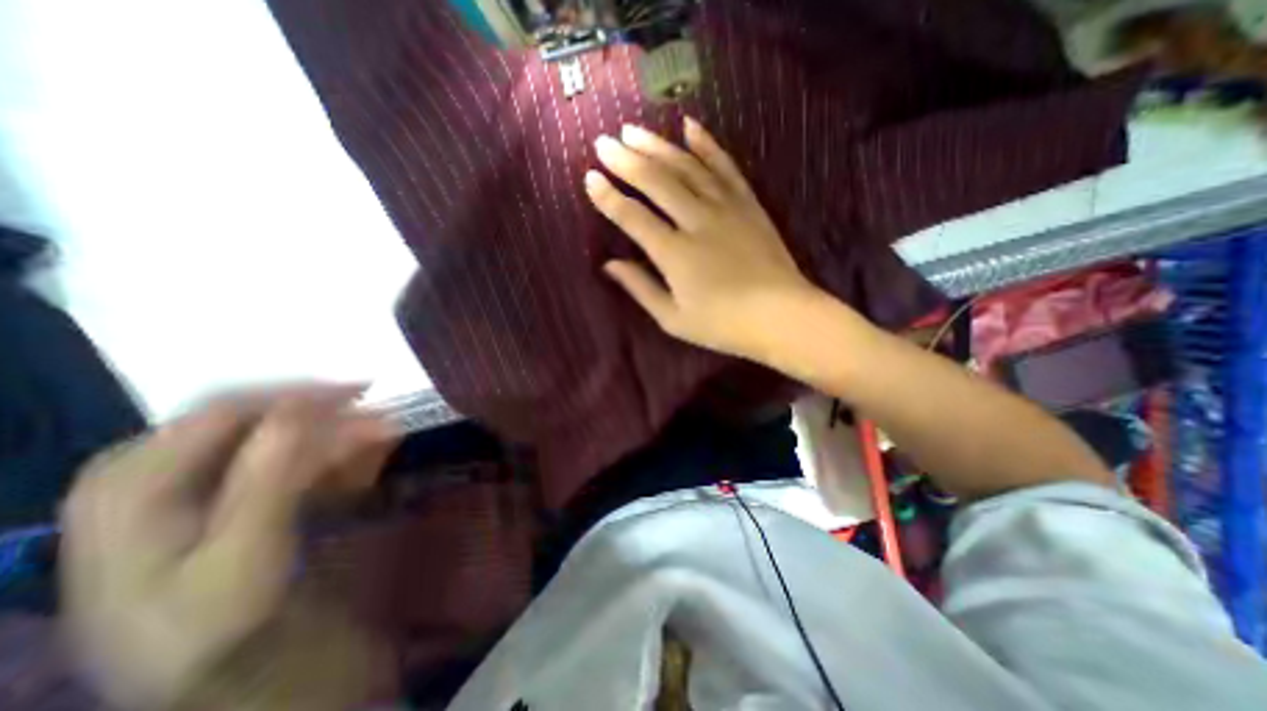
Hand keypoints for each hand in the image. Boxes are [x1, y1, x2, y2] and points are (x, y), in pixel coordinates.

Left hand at [60, 389, 396, 709]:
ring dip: (336, 435)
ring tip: (388, 435)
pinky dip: (335, 457)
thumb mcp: (242, 559)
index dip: (296, 396)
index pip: (222, 412)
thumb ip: (265, 478)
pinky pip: (293, 464)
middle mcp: (160, 482)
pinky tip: (368, 462)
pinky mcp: (238, 511)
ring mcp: (201, 497)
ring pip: (277, 440)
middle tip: (381, 414)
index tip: (365, 394)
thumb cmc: (221, 637)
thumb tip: (301, 407)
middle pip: (252, 420)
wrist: (230, 697)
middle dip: (321, 414)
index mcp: (130, 492)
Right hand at [585, 116, 821, 360]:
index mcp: (674, 253)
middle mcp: (697, 221)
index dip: (609, 198)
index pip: (633, 217)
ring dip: (658, 146)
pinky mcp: (747, 203)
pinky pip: (724, 166)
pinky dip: (707, 144)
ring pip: (686, 167)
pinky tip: (690, 126)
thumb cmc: (723, 324)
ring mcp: (725, 207)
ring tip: (634, 130)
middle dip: (627, 160)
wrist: (782, 315)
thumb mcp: (673, 318)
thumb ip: (640, 288)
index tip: (590, 178)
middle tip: (604, 142)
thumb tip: (609, 265)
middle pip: (657, 182)